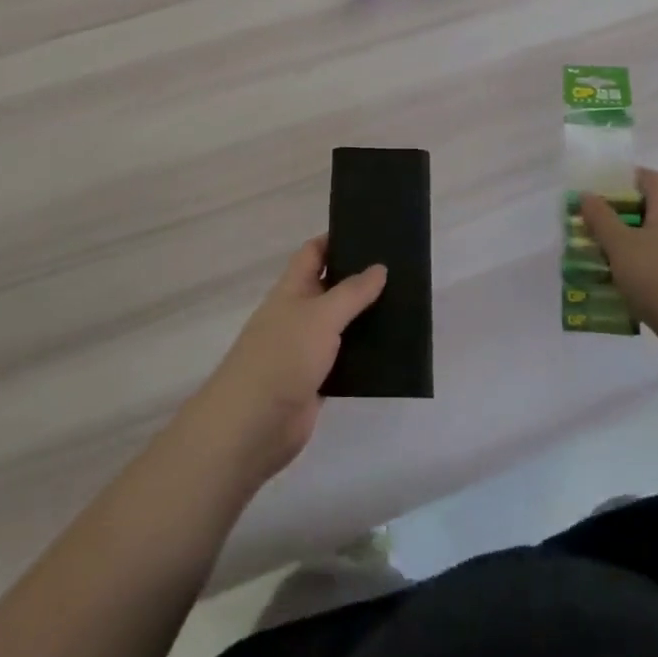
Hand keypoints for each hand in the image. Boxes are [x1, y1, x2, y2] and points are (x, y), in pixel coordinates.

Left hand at [183, 239, 387, 486]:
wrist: (252, 425)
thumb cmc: (283, 356)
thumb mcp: (321, 315)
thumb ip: (352, 292)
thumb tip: (379, 267)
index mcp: (292, 289)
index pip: (314, 252)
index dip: (337, 239)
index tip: (371, 231)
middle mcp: (299, 314)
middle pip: (331, 287)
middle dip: (360, 278)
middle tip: (401, 267)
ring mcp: (306, 349)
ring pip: (341, 324)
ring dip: (366, 317)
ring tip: (405, 304)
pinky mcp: (316, 381)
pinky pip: (345, 359)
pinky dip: (364, 354)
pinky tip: (392, 349)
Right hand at [581, 168, 657, 370]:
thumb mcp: (621, 245)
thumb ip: (601, 219)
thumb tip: (588, 195)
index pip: (651, 179)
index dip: (626, 178)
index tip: (599, 191)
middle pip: (649, 214)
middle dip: (618, 221)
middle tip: (589, 232)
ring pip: (652, 249)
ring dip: (625, 254)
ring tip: (595, 266)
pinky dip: (638, 281)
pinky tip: (618, 297)